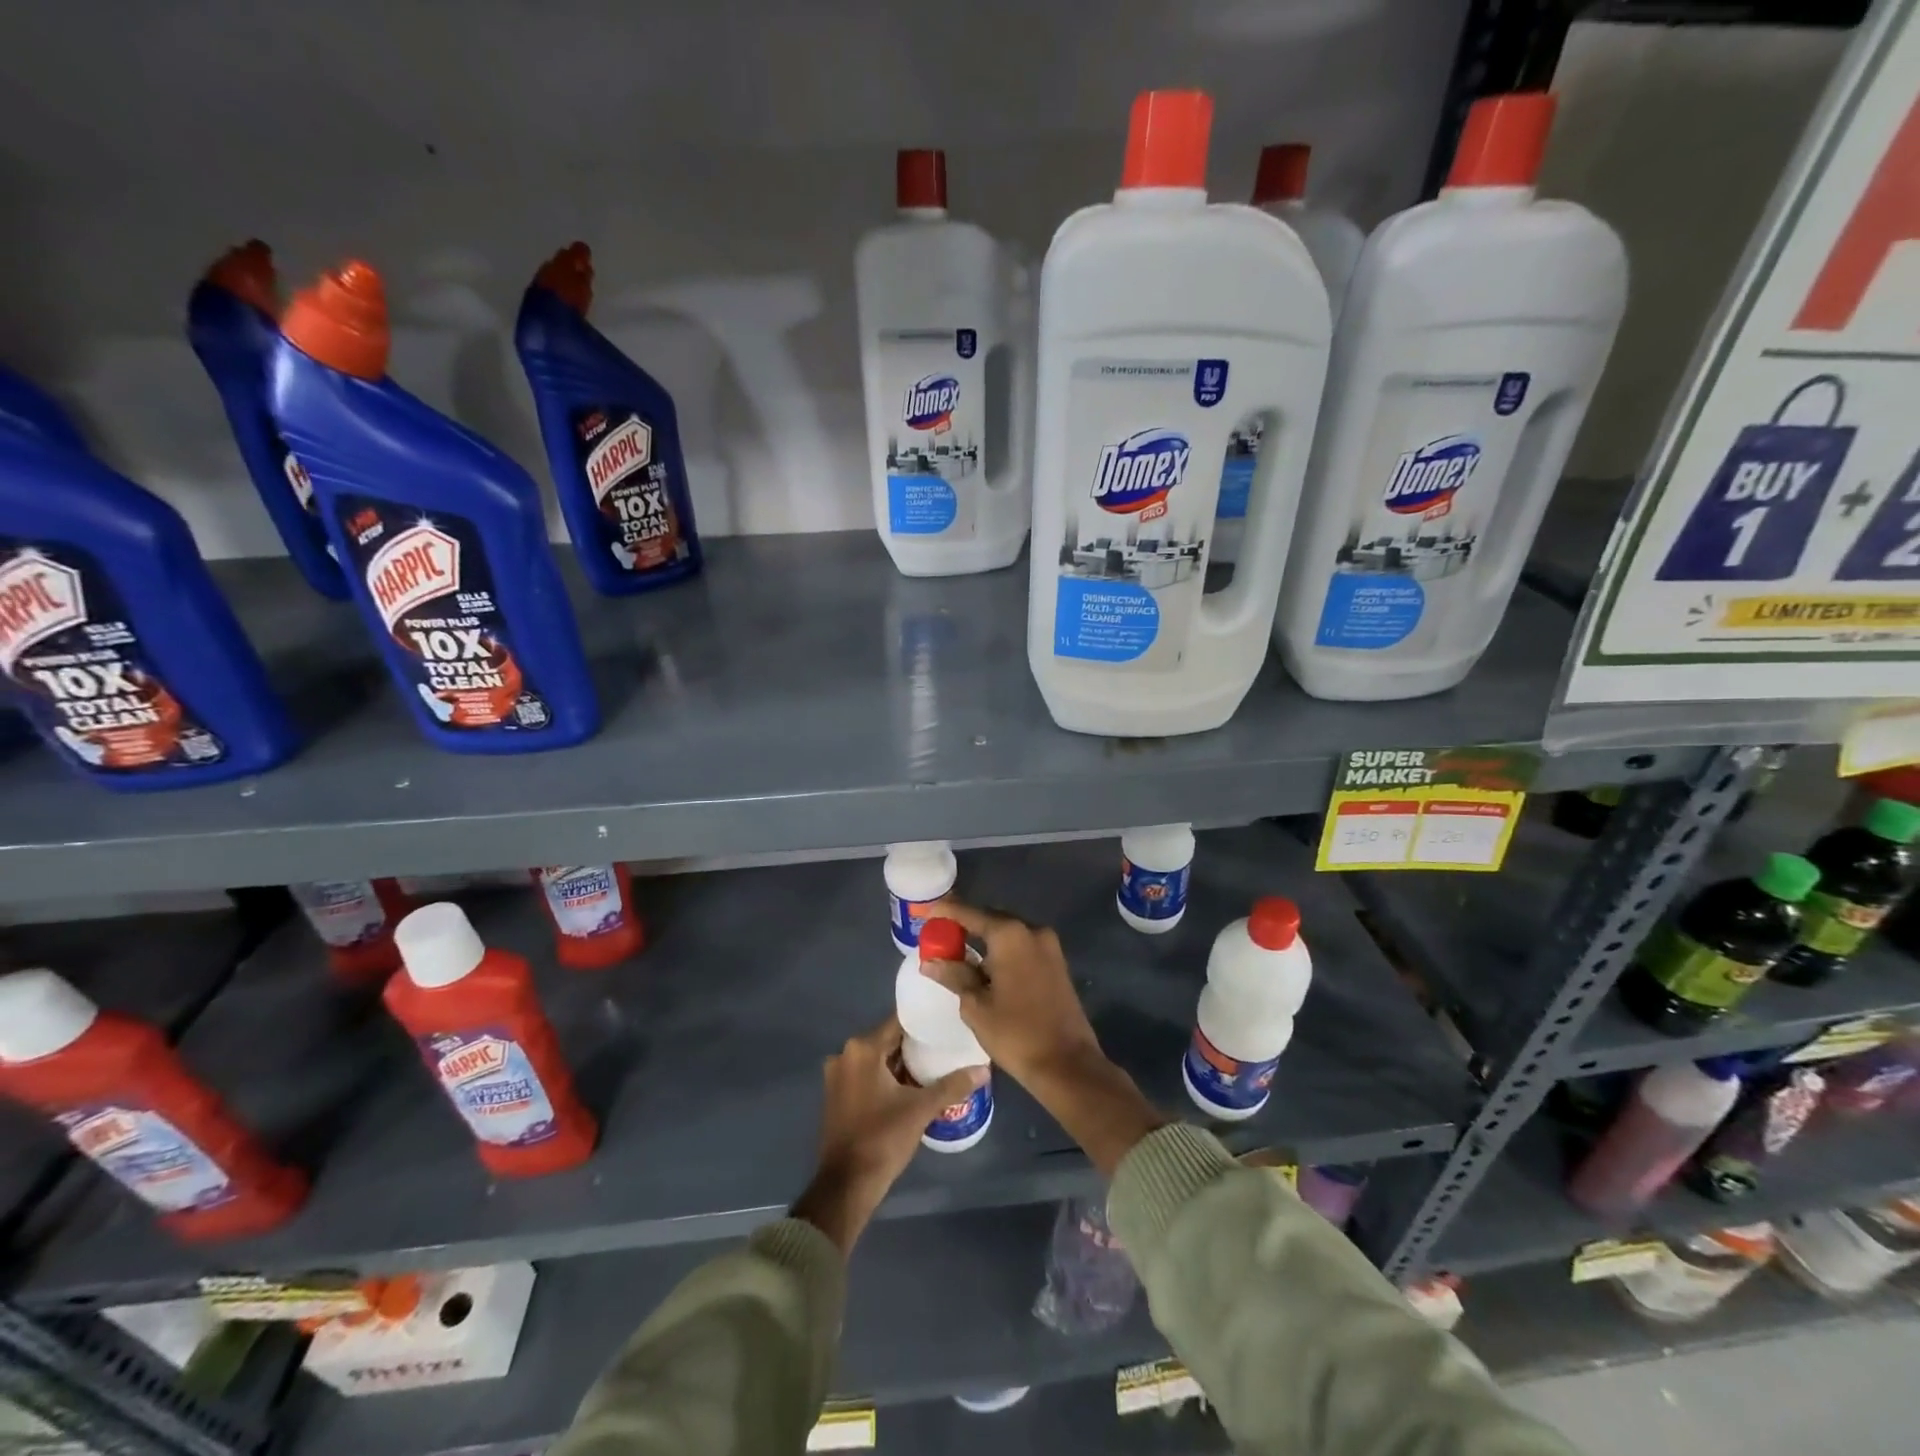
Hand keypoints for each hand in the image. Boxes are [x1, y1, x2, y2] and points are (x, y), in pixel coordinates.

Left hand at [790, 1015, 987, 1254]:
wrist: (846, 1185)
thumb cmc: (883, 1139)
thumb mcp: (921, 1110)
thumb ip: (952, 1085)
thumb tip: (984, 1069)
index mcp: (863, 1049)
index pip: (898, 1022)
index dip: (923, 1022)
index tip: (945, 1022)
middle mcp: (845, 1054)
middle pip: (887, 1040)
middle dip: (914, 1044)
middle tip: (945, 1045)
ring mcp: (837, 1076)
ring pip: (877, 1059)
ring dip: (900, 1063)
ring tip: (933, 1064)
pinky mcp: (836, 1095)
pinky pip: (866, 1075)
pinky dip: (886, 1077)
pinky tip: (911, 1086)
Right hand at [919, 898, 1102, 1083]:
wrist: (1068, 1064)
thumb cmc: (1016, 1033)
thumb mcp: (976, 1006)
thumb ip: (954, 975)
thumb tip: (930, 962)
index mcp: (1009, 934)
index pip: (969, 913)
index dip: (945, 911)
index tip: (924, 914)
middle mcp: (1031, 930)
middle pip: (990, 918)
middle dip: (964, 925)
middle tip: (939, 936)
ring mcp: (1048, 945)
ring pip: (1007, 933)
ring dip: (984, 939)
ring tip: (957, 952)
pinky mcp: (1056, 962)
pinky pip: (1021, 946)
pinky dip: (1001, 950)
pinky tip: (985, 967)